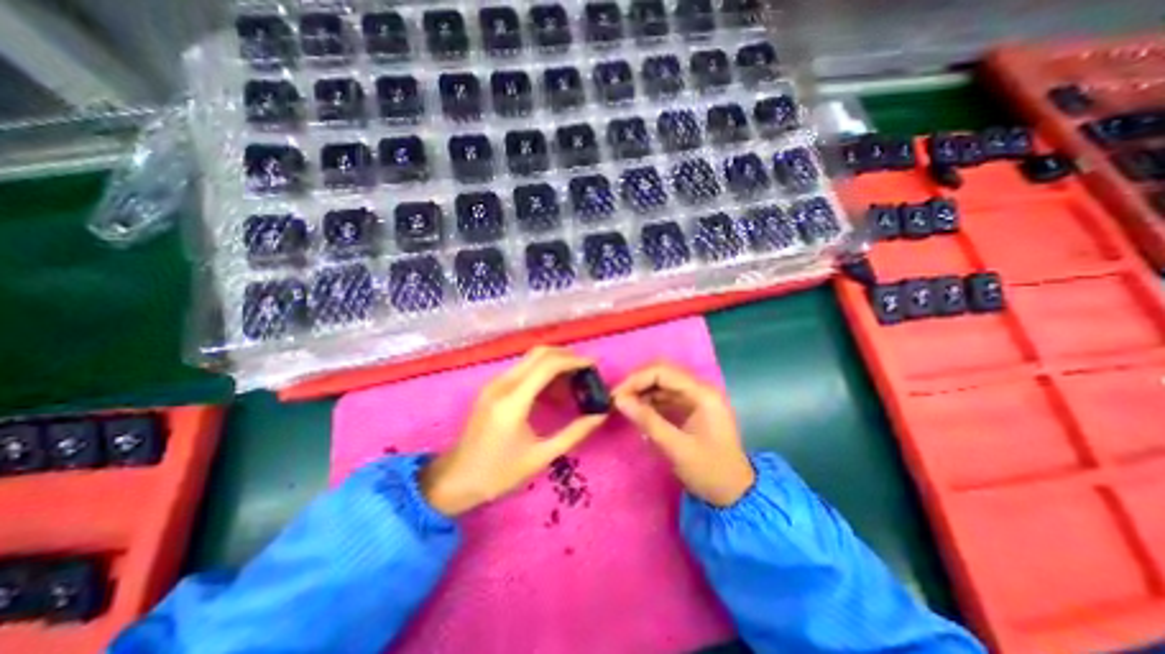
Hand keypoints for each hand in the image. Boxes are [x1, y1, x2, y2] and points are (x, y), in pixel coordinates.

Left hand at [420, 348, 609, 514]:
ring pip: (530, 359)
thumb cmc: (498, 473)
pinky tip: (553, 390)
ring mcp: (494, 383)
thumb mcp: (541, 456)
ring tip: (574, 381)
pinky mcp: (492, 387)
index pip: (548, 365)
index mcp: (513, 401)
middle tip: (586, 370)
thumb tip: (600, 415)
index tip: (594, 365)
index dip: (574, 361)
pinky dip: (541, 372)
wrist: (455, 479)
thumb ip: (574, 433)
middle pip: (539, 354)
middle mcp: (502, 384)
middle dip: (566, 356)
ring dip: (554, 363)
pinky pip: (522, 370)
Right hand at [609, 364, 756, 505]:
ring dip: (641, 390)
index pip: (663, 372)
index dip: (637, 379)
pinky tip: (636, 410)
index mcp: (703, 394)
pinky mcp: (691, 407)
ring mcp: (696, 397)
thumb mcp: (676, 448)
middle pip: (662, 373)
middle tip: (617, 399)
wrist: (735, 495)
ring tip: (622, 404)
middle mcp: (700, 389)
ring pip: (662, 383)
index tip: (616, 395)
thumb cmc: (710, 472)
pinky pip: (665, 395)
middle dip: (637, 382)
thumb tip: (619, 400)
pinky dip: (649, 400)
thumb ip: (647, 421)